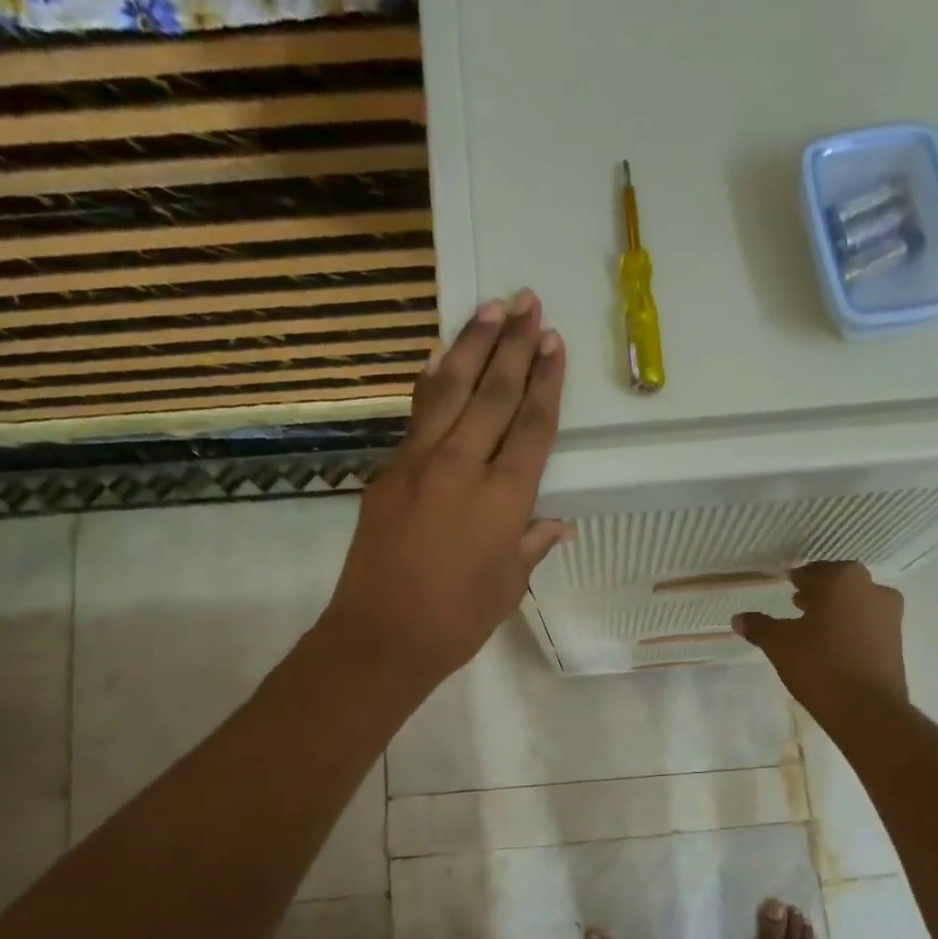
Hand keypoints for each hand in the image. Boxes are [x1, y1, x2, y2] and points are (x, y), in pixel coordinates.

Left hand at [316, 289, 570, 692]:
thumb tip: (557, 524)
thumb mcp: (508, 586)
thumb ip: (531, 545)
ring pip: (449, 391)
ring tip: (490, 308)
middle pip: (493, 395)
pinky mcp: (388, 472)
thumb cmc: (456, 621)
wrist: (380, 637)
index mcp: (504, 500)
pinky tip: (439, 359)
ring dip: (471, 346)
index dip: (546, 382)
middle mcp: (463, 468)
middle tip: (527, 302)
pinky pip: (416, 416)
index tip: (553, 343)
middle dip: (513, 346)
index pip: (532, 427)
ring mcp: (419, 464)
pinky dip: (432, 384)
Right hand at [735, 563, 906, 724]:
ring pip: (856, 602)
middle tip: (796, 605)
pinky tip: (833, 646)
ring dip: (836, 610)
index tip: (785, 587)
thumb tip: (739, 618)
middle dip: (818, 593)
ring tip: (813, 628)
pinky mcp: (897, 640)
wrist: (868, 710)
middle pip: (838, 584)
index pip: (813, 572)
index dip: (796, 580)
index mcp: (842, 579)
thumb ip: (759, 626)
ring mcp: (890, 614)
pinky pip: (867, 624)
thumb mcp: (779, 644)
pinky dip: (850, 627)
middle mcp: (871, 588)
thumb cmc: (819, 665)